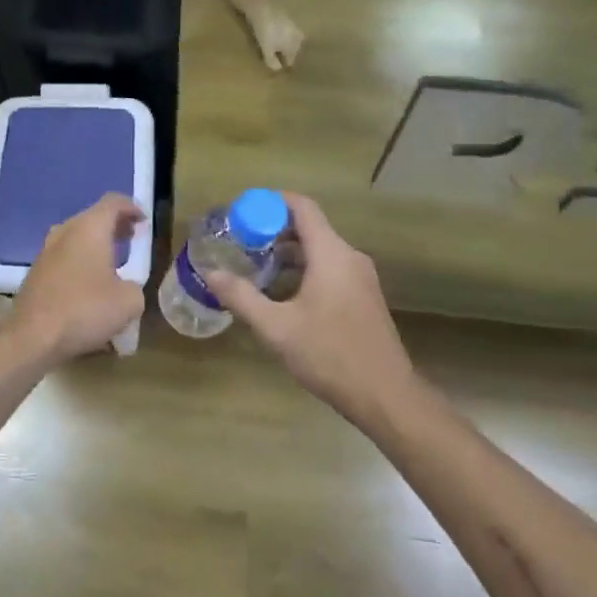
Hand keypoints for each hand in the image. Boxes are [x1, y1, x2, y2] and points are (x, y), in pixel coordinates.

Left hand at [10, 193, 146, 361]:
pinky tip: (90, 282)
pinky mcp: (36, 273)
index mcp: (89, 229)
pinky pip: (64, 257)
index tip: (143, 222)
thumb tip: (124, 288)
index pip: (113, 202)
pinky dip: (81, 261)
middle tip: (131, 237)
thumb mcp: (129, 302)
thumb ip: (134, 287)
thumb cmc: (85, 310)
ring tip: (113, 261)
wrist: (33, 337)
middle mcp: (65, 232)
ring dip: (96, 244)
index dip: (131, 208)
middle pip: (92, 217)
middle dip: (114, 226)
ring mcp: (46, 252)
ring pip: (76, 237)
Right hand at [207, 192, 424, 423]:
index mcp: (331, 254)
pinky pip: (330, 269)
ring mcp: (361, 278)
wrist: (385, 395)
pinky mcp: (363, 297)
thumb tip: (211, 273)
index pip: (302, 207)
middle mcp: (349, 257)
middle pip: (310, 228)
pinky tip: (281, 293)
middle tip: (240, 241)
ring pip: (320, 251)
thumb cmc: (330, 354)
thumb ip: (242, 297)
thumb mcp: (277, 327)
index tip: (243, 210)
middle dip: (274, 230)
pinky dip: (304, 270)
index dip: (272, 201)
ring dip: (288, 253)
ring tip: (255, 266)